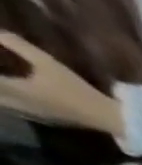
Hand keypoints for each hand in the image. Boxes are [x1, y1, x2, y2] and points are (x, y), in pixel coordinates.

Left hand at [0, 34, 122, 133]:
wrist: (108, 118)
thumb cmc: (77, 90)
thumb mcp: (47, 62)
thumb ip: (16, 44)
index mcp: (18, 90)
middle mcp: (21, 104)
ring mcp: (33, 114)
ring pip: (4, 104)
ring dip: (0, 95)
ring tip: (3, 86)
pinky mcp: (45, 119)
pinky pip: (17, 110)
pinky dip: (8, 102)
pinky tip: (10, 97)